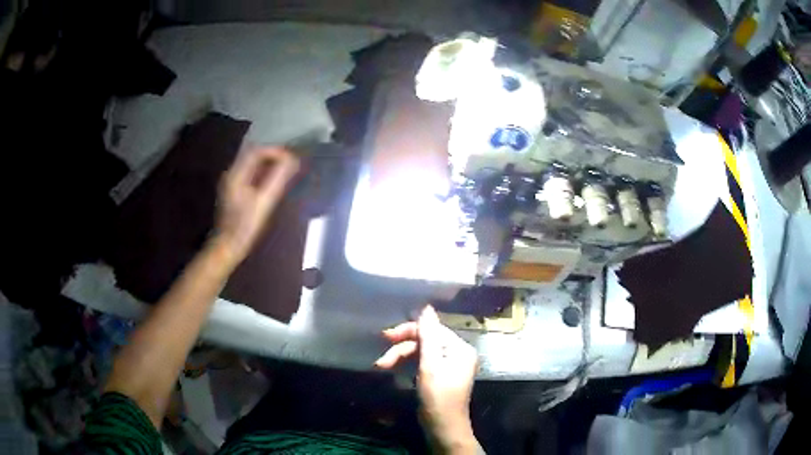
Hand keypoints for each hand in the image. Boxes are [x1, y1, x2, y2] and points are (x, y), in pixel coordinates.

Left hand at [213, 146, 299, 264]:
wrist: (229, 245)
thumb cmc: (246, 225)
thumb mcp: (264, 201)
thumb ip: (277, 179)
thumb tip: (292, 160)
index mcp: (236, 174)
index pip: (256, 151)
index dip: (275, 151)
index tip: (291, 158)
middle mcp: (232, 174)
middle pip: (253, 155)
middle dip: (273, 156)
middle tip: (290, 163)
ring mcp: (232, 182)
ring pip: (252, 164)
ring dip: (269, 164)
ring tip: (285, 170)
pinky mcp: (235, 191)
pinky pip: (251, 174)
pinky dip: (263, 173)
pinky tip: (273, 181)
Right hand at [376, 306, 480, 452]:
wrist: (443, 427)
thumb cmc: (438, 397)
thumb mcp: (430, 365)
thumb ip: (427, 336)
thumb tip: (426, 307)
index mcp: (460, 348)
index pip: (433, 330)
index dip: (409, 331)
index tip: (386, 336)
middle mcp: (457, 353)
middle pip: (426, 341)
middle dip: (402, 348)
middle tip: (381, 358)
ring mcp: (449, 365)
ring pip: (421, 352)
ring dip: (401, 357)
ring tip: (381, 366)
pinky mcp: (440, 376)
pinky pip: (423, 363)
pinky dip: (408, 364)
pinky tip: (393, 369)